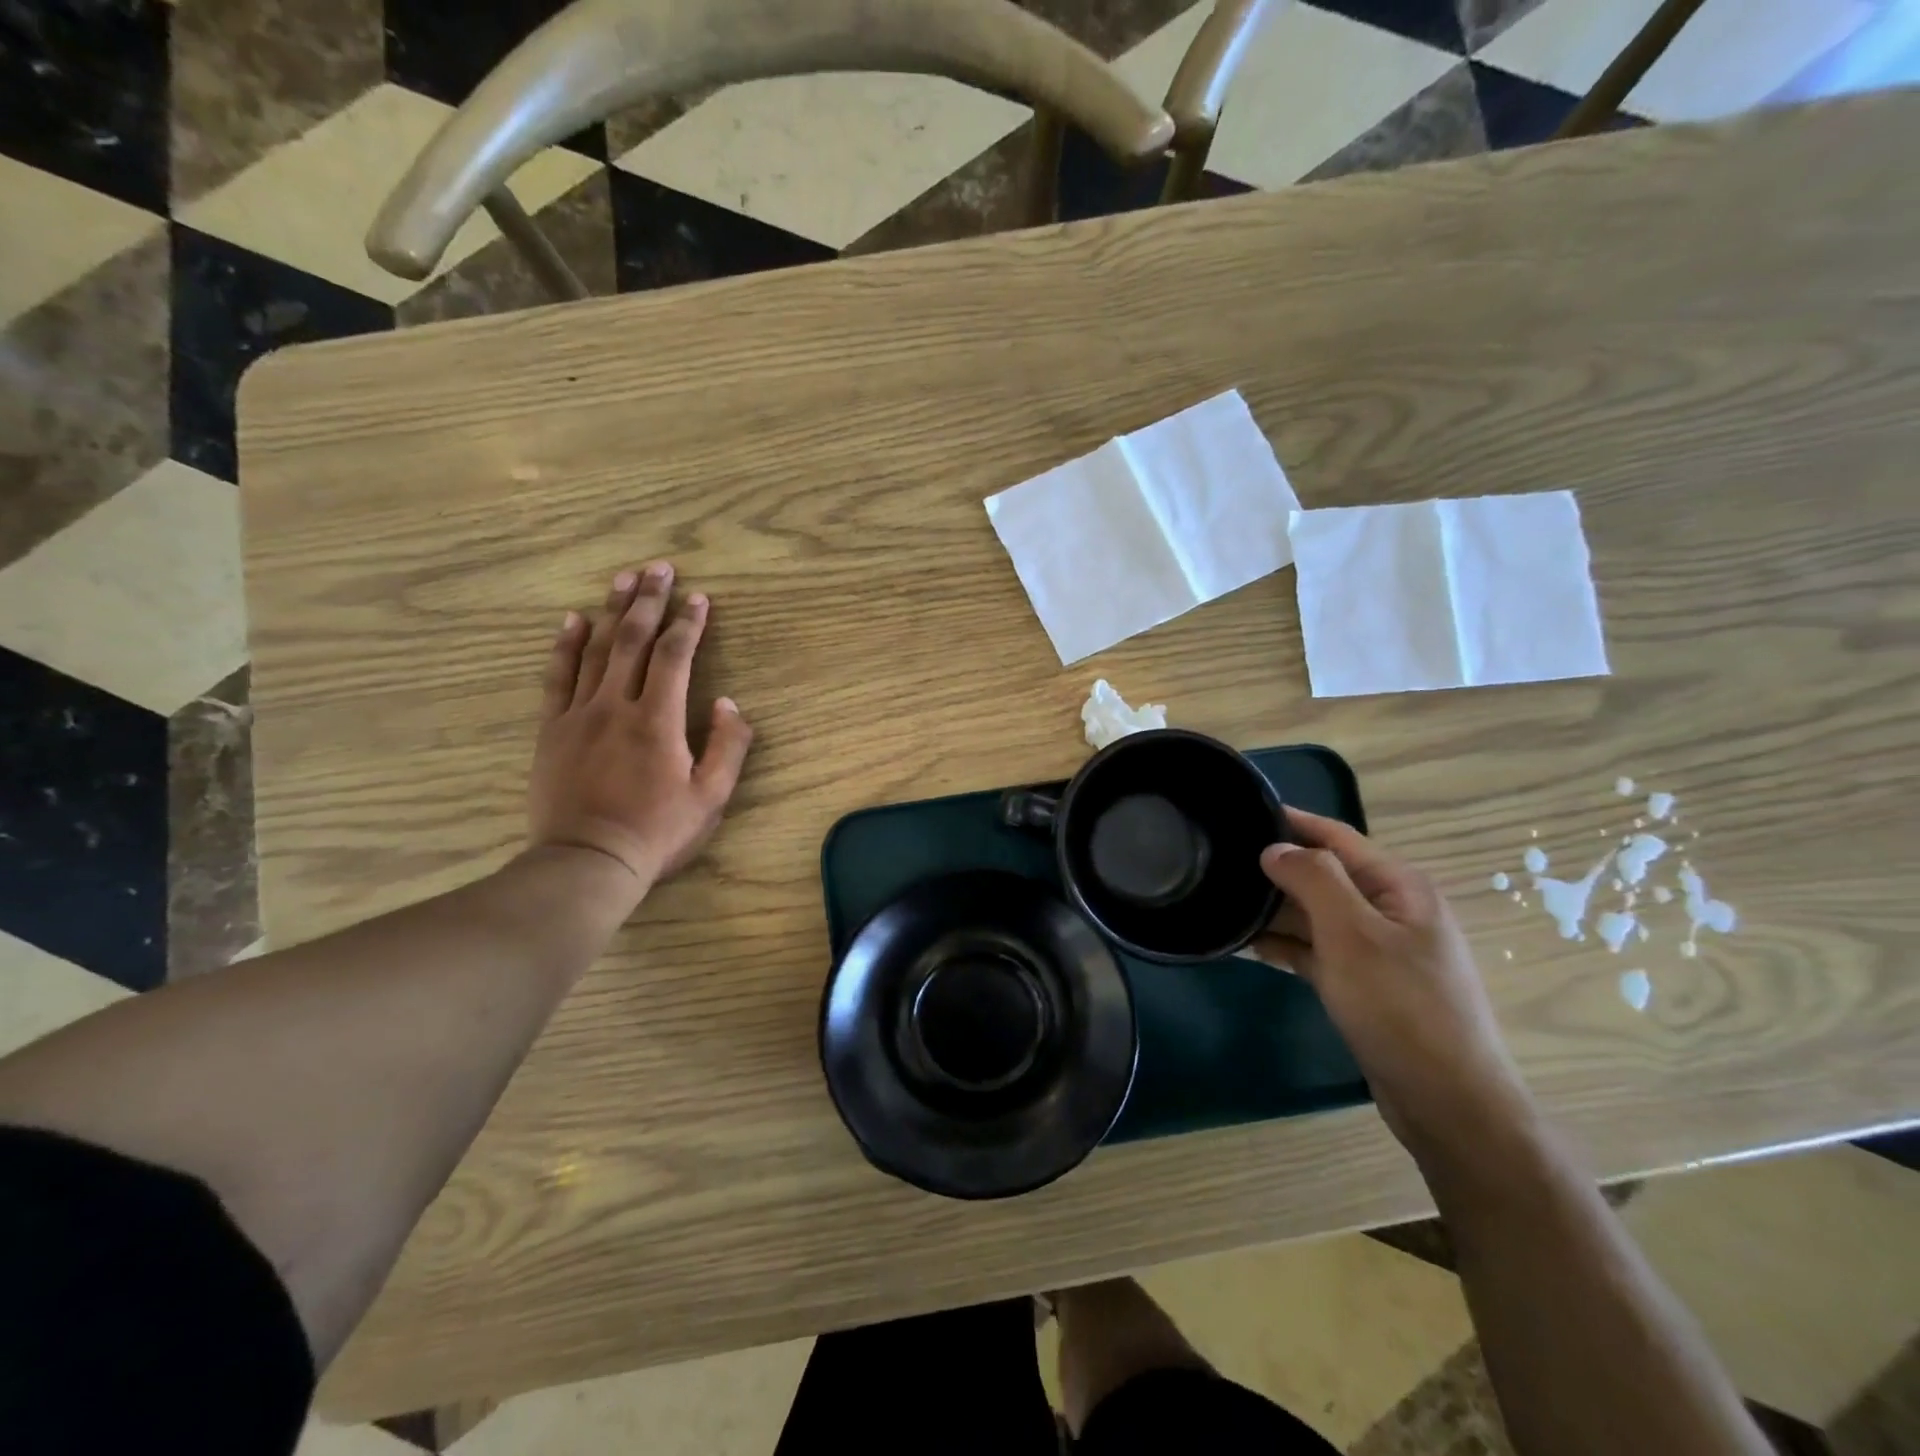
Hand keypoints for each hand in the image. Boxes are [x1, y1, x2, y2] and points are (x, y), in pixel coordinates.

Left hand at [527, 564, 752, 906]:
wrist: (588, 862)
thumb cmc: (658, 832)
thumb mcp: (712, 797)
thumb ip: (727, 746)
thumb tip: (729, 703)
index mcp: (658, 720)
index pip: (674, 656)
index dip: (689, 623)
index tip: (699, 598)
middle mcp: (616, 705)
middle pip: (632, 639)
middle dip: (648, 600)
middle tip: (658, 568)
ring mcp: (578, 714)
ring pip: (595, 649)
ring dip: (611, 610)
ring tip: (623, 578)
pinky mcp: (552, 729)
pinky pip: (557, 676)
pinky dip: (566, 645)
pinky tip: (573, 619)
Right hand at [1251, 809, 1531, 1156]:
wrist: (1447, 1102)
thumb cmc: (1400, 1007)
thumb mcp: (1352, 933)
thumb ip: (1313, 879)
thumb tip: (1275, 848)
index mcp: (1400, 887)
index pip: (1337, 837)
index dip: (1292, 822)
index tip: (1244, 811)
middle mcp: (1392, 911)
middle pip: (1324, 875)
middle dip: (1276, 869)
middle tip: (1219, 863)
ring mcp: (1379, 950)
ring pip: (1317, 915)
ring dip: (1275, 910)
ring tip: (1222, 902)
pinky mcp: (1365, 985)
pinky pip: (1318, 951)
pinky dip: (1286, 946)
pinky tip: (1247, 945)